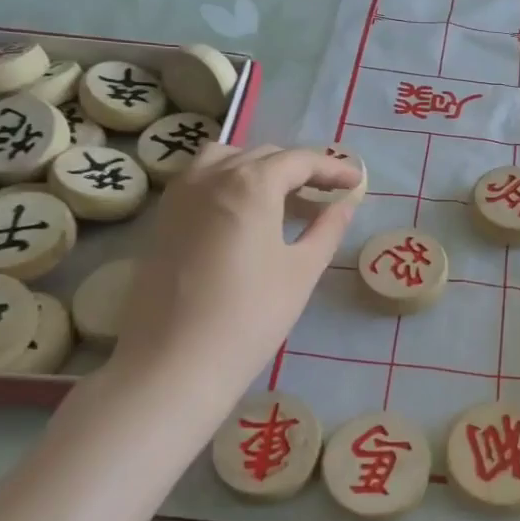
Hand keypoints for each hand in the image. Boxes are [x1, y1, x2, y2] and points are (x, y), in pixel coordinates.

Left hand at [103, 145, 362, 419]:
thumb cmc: (250, 317)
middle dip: (299, 168)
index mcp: (251, 183)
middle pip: (263, 156)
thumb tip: (346, 202)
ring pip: (225, 160)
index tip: (357, 182)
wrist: (173, 364)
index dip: (333, 168)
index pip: (299, 161)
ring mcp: (179, 196)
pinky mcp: (161, 220)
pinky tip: (242, 214)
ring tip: (281, 196)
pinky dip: (228, 181)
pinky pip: (200, 180)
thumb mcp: (302, 271)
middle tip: (327, 193)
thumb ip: (328, 228)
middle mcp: (211, 176)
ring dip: (258, 168)